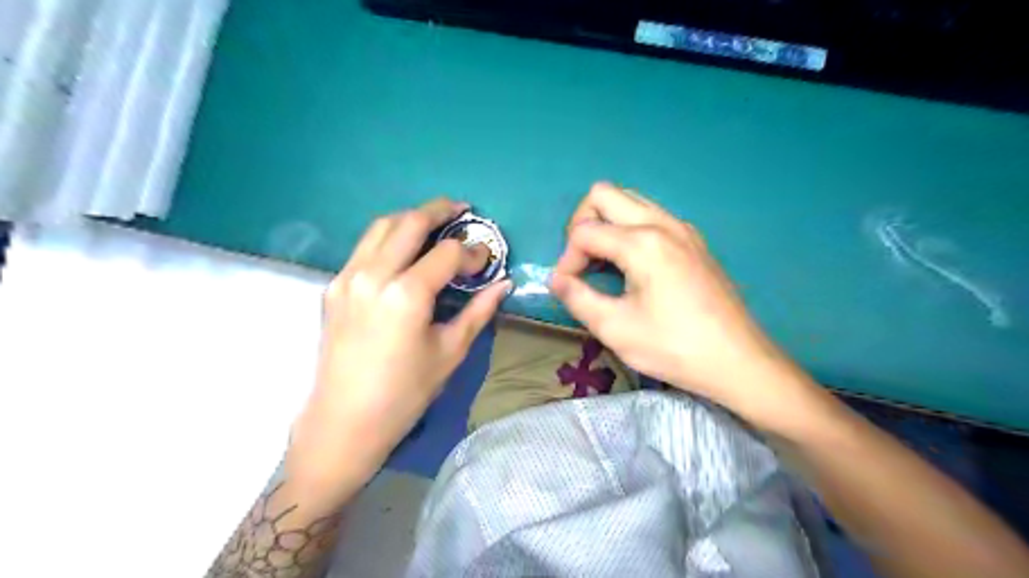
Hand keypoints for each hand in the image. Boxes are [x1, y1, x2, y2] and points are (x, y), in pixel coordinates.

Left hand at [285, 196, 509, 496]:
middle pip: (410, 222)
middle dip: (440, 210)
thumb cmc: (405, 393)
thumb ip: (478, 311)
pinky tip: (404, 251)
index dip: (473, 252)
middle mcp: (373, 274)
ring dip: (410, 218)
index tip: (486, 261)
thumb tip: (503, 285)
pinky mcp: (333, 287)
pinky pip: (364, 247)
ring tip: (434, 222)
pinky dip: (388, 238)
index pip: (447, 253)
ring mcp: (347, 277)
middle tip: (463, 210)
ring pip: (381, 227)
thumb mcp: (450, 352)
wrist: (344, 422)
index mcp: (406, 294)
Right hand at [556, 182, 803, 423]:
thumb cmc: (674, 347)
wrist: (738, 361)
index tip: (568, 288)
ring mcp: (682, 228)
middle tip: (582, 262)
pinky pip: (650, 215)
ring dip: (606, 224)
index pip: (584, 231)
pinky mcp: (693, 240)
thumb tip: (555, 280)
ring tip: (604, 264)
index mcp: (642, 243)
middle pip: (603, 194)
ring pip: (629, 200)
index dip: (566, 259)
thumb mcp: (615, 328)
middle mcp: (662, 223)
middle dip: (582, 224)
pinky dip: (629, 229)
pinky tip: (632, 266)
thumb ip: (577, 298)